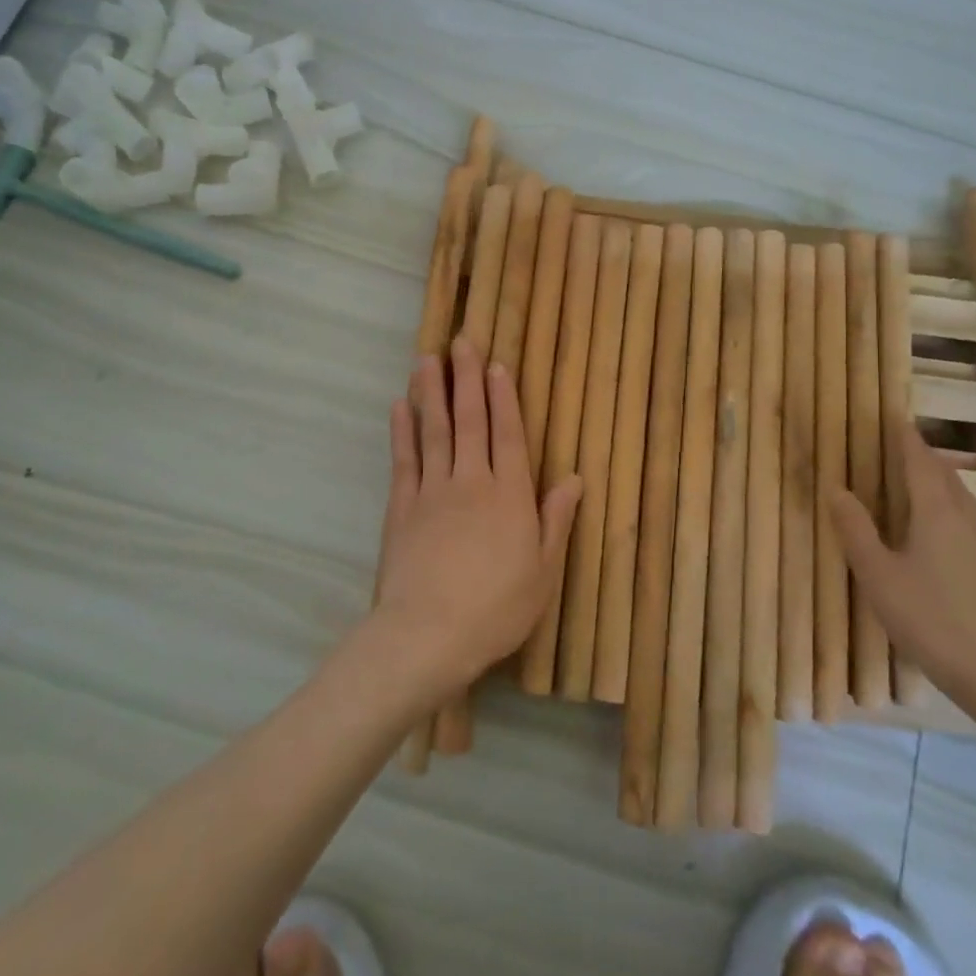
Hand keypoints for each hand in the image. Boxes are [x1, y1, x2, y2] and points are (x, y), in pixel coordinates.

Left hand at [373, 336, 582, 702]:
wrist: (429, 634)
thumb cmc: (497, 608)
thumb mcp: (543, 571)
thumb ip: (556, 520)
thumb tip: (575, 478)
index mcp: (510, 495)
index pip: (508, 434)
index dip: (503, 397)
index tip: (496, 364)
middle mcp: (472, 481)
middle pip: (470, 420)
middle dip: (466, 379)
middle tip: (460, 342)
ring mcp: (433, 490)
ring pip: (435, 430)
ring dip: (432, 393)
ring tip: (427, 359)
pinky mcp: (402, 507)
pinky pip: (404, 459)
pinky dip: (402, 431)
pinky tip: (400, 406)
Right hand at [828, 425, 975, 721]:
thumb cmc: (933, 620)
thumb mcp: (879, 576)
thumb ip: (857, 530)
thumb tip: (837, 489)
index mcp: (936, 511)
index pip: (919, 461)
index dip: (905, 437)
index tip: (893, 416)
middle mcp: (965, 518)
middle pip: (944, 474)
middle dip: (922, 455)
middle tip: (898, 445)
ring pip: (960, 497)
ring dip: (938, 480)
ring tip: (916, 479)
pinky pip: (968, 520)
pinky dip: (949, 507)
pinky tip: (940, 529)